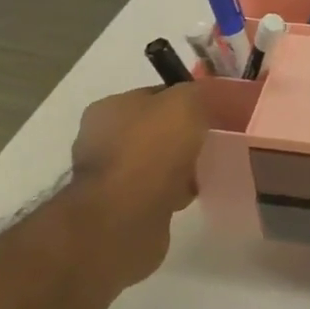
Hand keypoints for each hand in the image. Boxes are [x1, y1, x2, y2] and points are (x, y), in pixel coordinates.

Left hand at [70, 85, 208, 287]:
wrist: (126, 216)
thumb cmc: (152, 150)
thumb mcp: (184, 103)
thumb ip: (195, 92)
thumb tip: (200, 96)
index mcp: (109, 107)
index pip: (153, 95)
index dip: (183, 101)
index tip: (210, 113)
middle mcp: (100, 138)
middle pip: (154, 130)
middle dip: (181, 138)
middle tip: (209, 144)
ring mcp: (107, 176)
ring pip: (155, 163)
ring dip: (177, 168)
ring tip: (201, 174)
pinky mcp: (118, 208)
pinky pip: (153, 192)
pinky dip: (170, 193)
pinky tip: (185, 197)